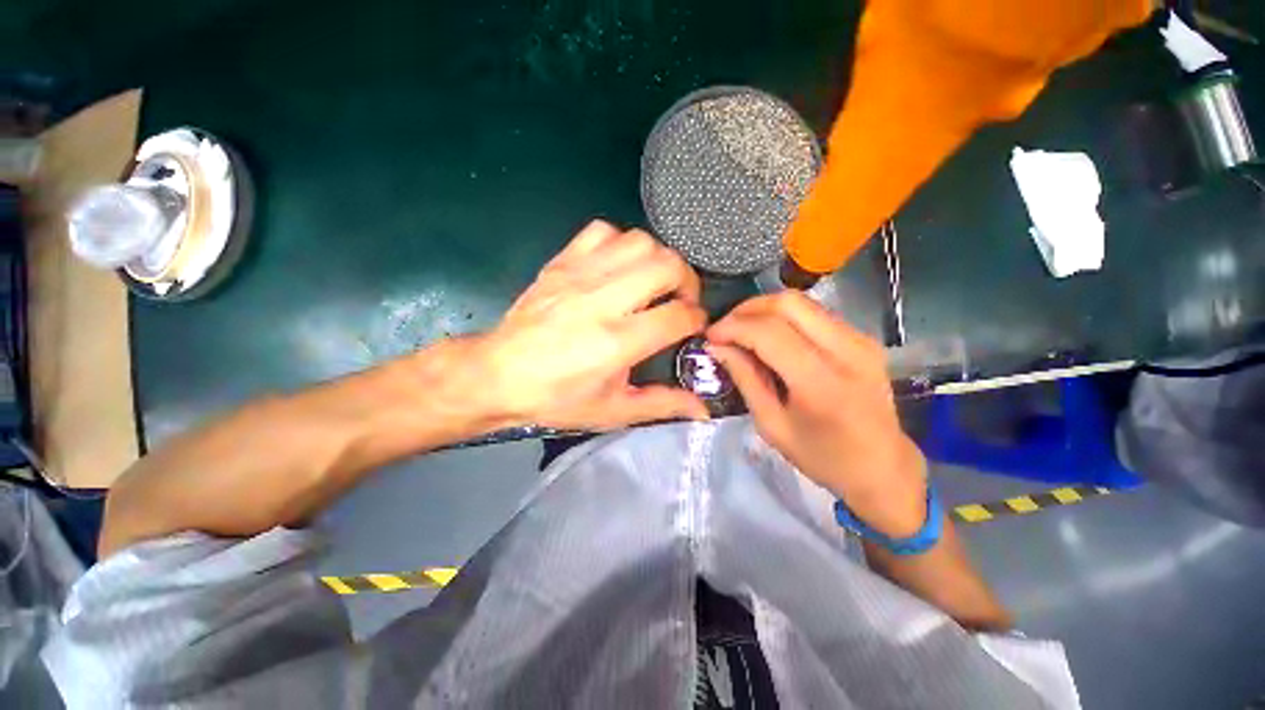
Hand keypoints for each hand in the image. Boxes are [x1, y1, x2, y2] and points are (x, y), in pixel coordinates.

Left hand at [469, 220, 708, 430]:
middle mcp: (602, 300)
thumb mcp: (612, 410)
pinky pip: (603, 231)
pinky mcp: (562, 262)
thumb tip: (703, 409)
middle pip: (667, 265)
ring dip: (658, 259)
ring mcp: (580, 275)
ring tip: (653, 282)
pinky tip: (619, 267)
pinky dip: (621, 244)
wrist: (498, 375)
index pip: (678, 315)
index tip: (694, 326)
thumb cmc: (556, 398)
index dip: (696, 319)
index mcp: (616, 342)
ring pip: (640, 241)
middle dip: (688, 282)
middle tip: (680, 300)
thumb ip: (661, 404)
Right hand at [706, 292, 927, 537]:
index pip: (769, 332)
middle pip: (787, 303)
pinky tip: (770, 337)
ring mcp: (860, 340)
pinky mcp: (863, 338)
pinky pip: (814, 313)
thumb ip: (745, 379)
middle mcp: (846, 350)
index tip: (710, 336)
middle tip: (725, 329)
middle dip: (747, 310)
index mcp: (821, 382)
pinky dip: (784, 317)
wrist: (884, 467)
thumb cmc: (822, 457)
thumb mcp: (772, 425)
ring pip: (801, 302)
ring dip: (764, 310)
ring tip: (742, 331)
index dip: (733, 327)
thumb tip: (717, 347)